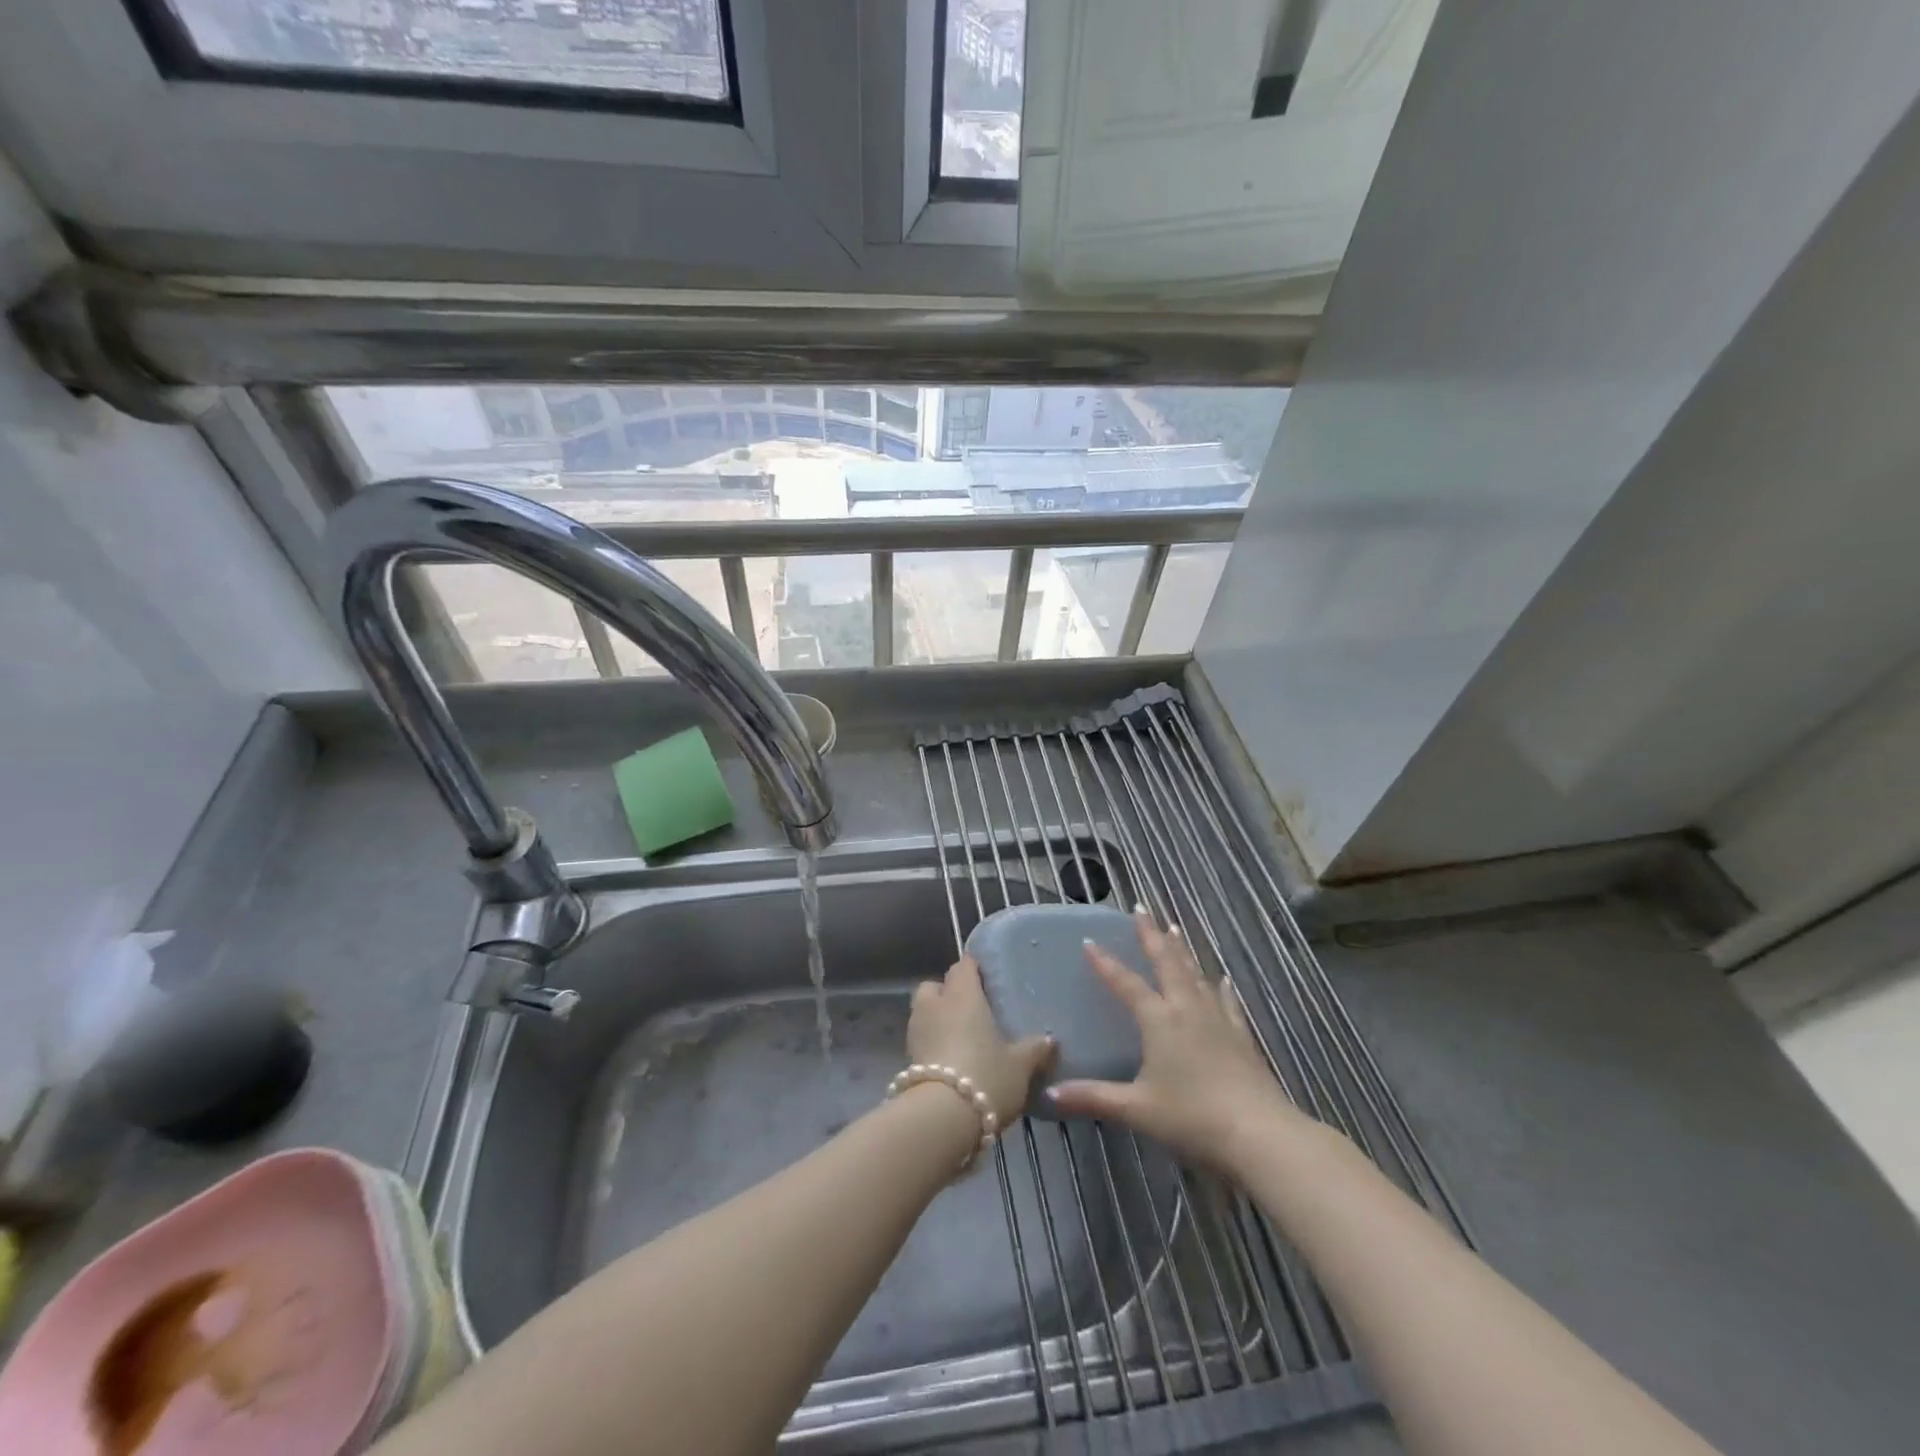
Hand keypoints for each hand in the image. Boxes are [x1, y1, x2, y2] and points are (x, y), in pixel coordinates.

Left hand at [907, 956, 1054, 1125]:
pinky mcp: (907, 1058)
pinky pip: (921, 1039)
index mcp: (962, 995)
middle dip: (948, 992)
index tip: (987, 978)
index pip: (963, 966)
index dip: (974, 969)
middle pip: (935, 986)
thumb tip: (1050, 1039)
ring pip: (924, 1012)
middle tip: (971, 1009)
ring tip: (961, 1038)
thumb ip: (1034, 1049)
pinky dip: (932, 1044)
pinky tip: (950, 1062)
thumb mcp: (1020, 1065)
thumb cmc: (985, 1076)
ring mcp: (916, 1031)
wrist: (941, 1118)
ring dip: (937, 1019)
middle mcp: (935, 1005)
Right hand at [1047, 911, 1303, 1170]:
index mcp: (1159, 1020)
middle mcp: (1187, 1009)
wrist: (1259, 1134)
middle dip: (1151, 935)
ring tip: (1174, 928)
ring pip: (1195, 974)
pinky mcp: (1241, 1036)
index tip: (1089, 941)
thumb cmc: (1192, 1117)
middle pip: (1166, 963)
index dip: (1105, 963)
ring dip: (1182, 951)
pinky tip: (1222, 979)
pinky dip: (1221, 987)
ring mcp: (1218, 1020)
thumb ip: (1093, 1097)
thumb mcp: (1137, 1109)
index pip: (1126, 983)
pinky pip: (1227, 1002)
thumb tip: (1051, 1095)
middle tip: (1142, 909)